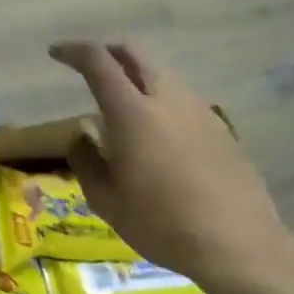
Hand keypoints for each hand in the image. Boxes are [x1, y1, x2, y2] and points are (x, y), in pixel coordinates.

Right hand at [50, 42, 293, 293]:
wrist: (237, 243)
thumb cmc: (160, 223)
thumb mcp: (106, 200)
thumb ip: (86, 160)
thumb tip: (82, 134)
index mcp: (132, 113)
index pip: (99, 62)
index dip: (74, 51)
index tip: (56, 53)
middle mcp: (168, 99)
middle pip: (136, 53)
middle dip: (108, 50)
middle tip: (88, 63)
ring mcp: (200, 110)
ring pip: (162, 73)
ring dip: (136, 74)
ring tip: (120, 100)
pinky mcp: (220, 127)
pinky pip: (181, 98)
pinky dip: (159, 97)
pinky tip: (155, 129)